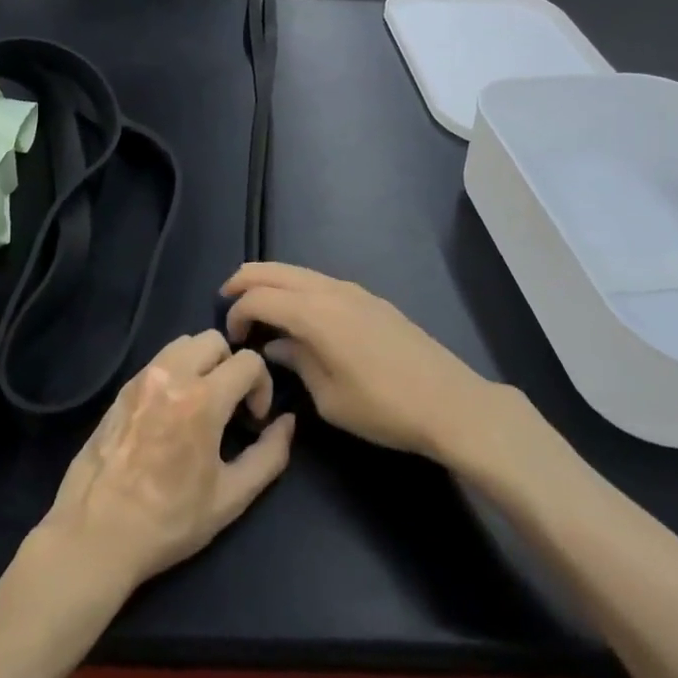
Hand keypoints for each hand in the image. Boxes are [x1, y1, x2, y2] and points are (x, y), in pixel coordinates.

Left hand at [35, 331, 296, 598]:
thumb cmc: (169, 521)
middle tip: (231, 407)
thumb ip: (269, 455)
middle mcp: (171, 375)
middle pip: (214, 340)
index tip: (254, 420)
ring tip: (202, 404)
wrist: (96, 534)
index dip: (262, 386)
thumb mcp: (231, 497)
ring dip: (203, 363)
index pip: (248, 361)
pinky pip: (158, 361)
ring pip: (183, 343)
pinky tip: (172, 413)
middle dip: (232, 367)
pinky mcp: (121, 389)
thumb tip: (287, 422)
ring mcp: (141, 378)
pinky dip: (176, 372)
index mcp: (202, 399)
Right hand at [222, 263, 488, 458]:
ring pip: (298, 271)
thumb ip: (297, 362)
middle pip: (274, 270)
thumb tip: (277, 346)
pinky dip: (297, 288)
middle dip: (245, 281)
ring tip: (259, 308)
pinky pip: (320, 282)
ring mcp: (353, 290)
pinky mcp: (371, 299)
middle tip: (227, 302)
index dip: (237, 313)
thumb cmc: (383, 408)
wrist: (450, 403)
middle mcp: (330, 290)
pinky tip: (299, 315)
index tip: (232, 340)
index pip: (258, 297)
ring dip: (272, 282)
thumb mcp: (328, 397)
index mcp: (314, 313)